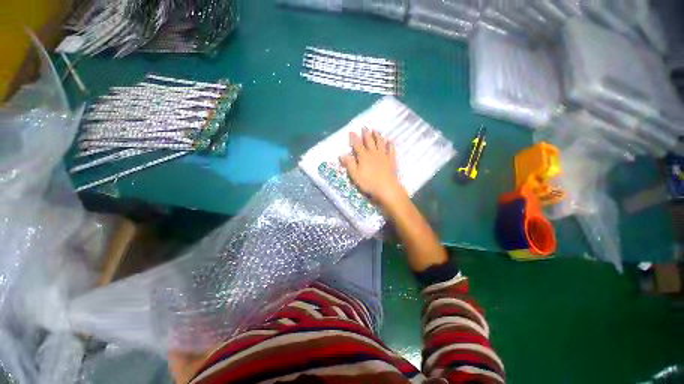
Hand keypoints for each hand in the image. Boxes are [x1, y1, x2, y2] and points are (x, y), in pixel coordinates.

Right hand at [340, 127, 407, 205]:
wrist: (386, 187)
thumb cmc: (368, 183)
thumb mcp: (355, 175)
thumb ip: (349, 164)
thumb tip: (343, 154)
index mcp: (363, 157)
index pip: (357, 145)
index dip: (354, 138)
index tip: (352, 131)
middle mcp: (373, 153)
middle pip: (369, 141)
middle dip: (366, 134)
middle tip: (365, 127)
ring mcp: (383, 156)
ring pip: (380, 143)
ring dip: (378, 136)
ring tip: (376, 130)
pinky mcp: (391, 160)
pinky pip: (391, 150)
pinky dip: (390, 145)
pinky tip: (390, 141)